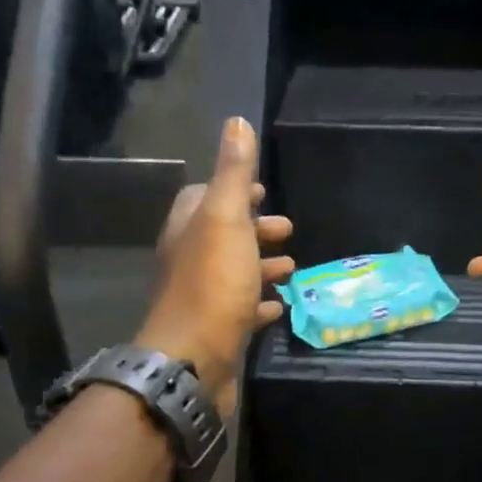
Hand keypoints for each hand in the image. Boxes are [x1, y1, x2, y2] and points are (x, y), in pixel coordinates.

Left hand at [135, 118, 293, 415]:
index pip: (204, 197)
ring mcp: (203, 298)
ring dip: (262, 265)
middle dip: (254, 228)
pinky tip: (281, 304)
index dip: (233, 190)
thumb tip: (237, 121)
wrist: (193, 360)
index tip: (261, 189)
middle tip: (287, 229)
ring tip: (293, 266)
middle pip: (223, 235)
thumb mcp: (226, 219)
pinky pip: (243, 309)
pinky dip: (263, 302)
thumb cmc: (213, 284)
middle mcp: (190, 260)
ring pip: (235, 272)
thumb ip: (232, 173)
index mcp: (188, 229)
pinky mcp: (218, 330)